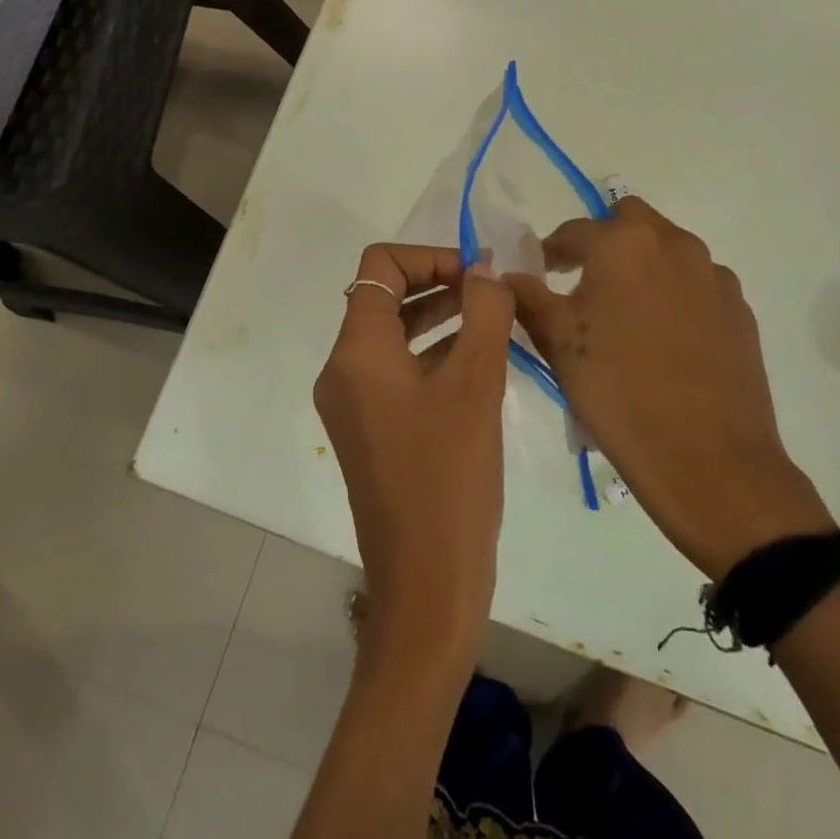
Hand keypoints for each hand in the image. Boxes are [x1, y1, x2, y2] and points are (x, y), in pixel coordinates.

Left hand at [314, 244, 516, 669]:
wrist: (427, 581)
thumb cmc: (450, 476)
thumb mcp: (476, 383)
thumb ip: (484, 312)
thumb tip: (486, 268)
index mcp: (357, 352)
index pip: (381, 267)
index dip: (431, 257)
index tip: (479, 276)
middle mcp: (343, 371)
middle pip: (385, 298)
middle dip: (440, 284)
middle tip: (494, 294)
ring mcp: (354, 404)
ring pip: (395, 337)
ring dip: (441, 319)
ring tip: (495, 322)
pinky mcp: (372, 431)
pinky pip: (400, 373)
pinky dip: (436, 356)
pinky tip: (482, 365)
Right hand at [508, 198, 833, 581]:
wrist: (708, 458)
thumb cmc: (618, 392)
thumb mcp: (557, 343)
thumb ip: (527, 298)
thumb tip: (508, 276)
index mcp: (624, 244)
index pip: (574, 231)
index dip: (550, 251)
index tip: (539, 274)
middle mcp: (674, 245)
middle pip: (630, 221)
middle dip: (603, 241)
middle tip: (584, 282)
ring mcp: (713, 276)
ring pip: (668, 250)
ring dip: (642, 265)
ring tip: (625, 315)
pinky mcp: (739, 309)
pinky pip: (697, 284)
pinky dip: (674, 294)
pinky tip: (664, 339)